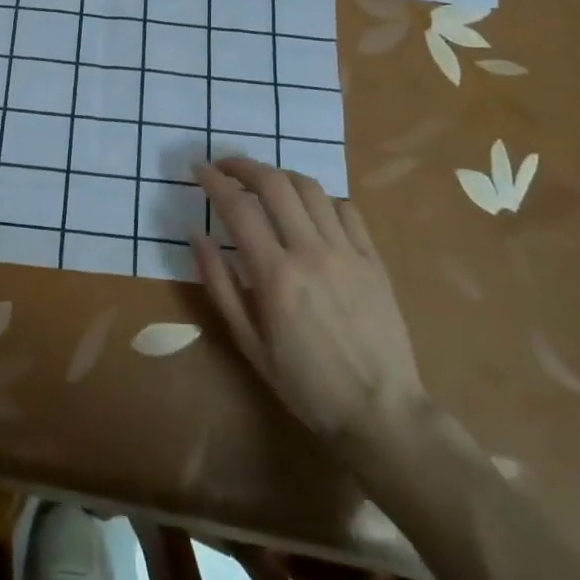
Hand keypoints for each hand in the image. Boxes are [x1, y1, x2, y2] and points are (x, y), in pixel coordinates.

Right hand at [192, 158, 423, 440]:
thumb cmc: (307, 386)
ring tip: (264, 183)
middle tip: (226, 166)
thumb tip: (196, 236)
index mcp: (276, 275)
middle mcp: (311, 251)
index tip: (198, 169)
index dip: (214, 181)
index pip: (238, 208)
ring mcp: (347, 252)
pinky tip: (310, 210)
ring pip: (311, 188)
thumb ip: (219, 285)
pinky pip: (346, 209)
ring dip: (281, 175)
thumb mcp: (249, 344)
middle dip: (244, 165)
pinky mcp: (373, 259)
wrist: (383, 413)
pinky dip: (321, 199)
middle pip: (274, 183)